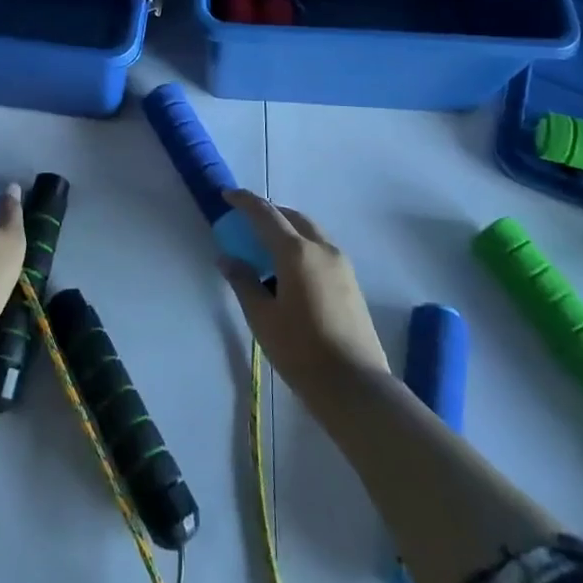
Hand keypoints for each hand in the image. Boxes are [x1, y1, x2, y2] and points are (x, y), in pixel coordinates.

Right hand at [220, 187, 389, 407]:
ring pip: (310, 231)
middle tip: (247, 223)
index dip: (245, 201)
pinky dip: (301, 245)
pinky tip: (290, 271)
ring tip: (267, 248)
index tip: (228, 196)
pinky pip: (321, 249)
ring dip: (287, 229)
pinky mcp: (351, 281)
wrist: (355, 386)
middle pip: (292, 217)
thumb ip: (243, 281)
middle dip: (269, 213)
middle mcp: (322, 248)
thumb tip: (227, 258)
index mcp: (297, 252)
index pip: (266, 214)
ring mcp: (341, 264)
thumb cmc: (301, 350)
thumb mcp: (262, 317)